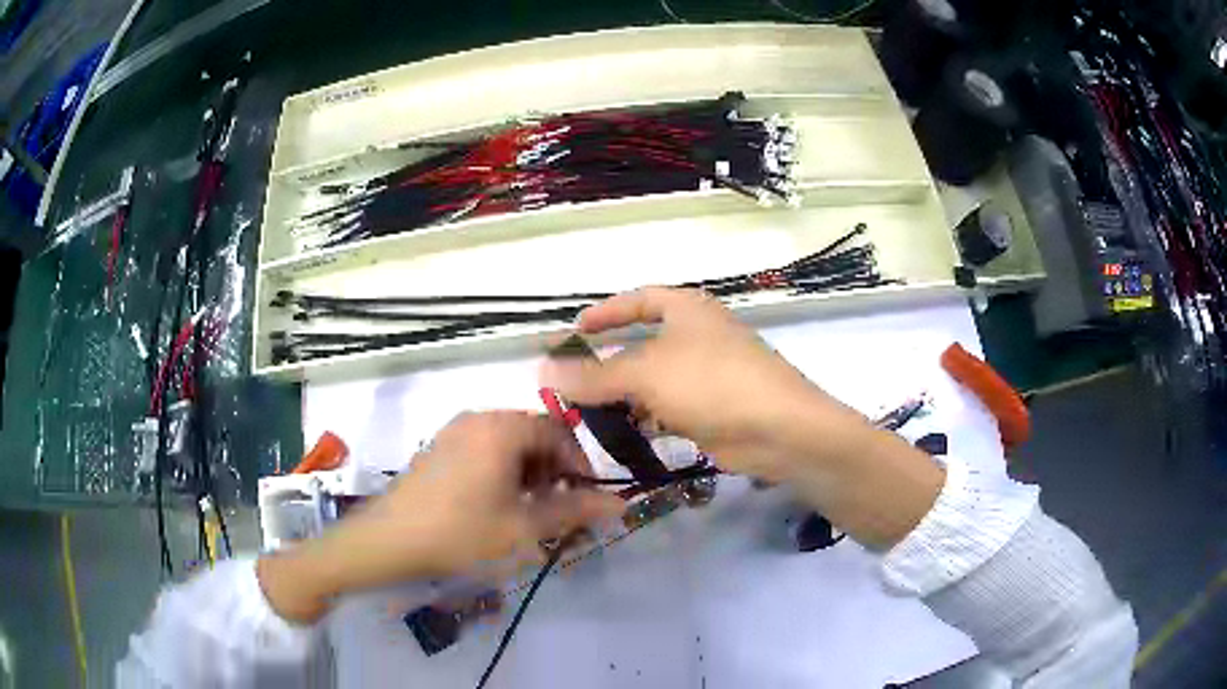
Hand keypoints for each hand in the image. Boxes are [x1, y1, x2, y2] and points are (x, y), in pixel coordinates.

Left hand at [258, 412, 622, 622]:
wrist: (389, 540)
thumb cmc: (461, 533)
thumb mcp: (523, 528)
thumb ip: (575, 512)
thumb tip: (619, 504)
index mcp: (502, 428)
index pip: (559, 432)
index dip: (580, 465)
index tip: (585, 499)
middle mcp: (479, 418)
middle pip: (534, 435)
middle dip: (554, 471)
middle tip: (558, 510)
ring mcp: (454, 431)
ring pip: (509, 444)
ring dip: (529, 474)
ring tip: (528, 513)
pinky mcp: (439, 448)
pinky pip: (484, 450)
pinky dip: (502, 473)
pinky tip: (496, 507)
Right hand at [540, 287, 943, 549]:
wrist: (779, 430)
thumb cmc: (712, 383)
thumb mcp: (646, 373)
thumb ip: (594, 375)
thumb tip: (544, 369)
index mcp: (687, 309)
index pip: (638, 299)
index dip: (605, 313)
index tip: (573, 331)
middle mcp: (698, 335)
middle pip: (643, 343)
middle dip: (607, 360)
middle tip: (570, 378)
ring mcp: (708, 374)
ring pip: (654, 379)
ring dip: (623, 393)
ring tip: (585, 410)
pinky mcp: (713, 409)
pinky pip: (669, 408)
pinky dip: (645, 417)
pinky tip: (622, 432)